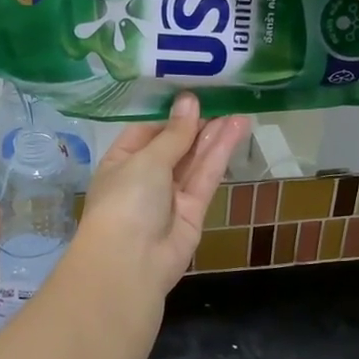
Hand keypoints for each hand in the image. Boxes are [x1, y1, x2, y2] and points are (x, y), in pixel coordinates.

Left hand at [76, 95, 248, 296]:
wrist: (130, 263)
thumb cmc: (126, 201)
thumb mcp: (147, 160)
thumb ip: (174, 134)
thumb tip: (188, 102)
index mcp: (120, 162)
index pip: (146, 132)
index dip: (170, 115)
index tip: (193, 94)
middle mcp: (144, 178)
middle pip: (174, 146)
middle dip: (196, 125)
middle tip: (223, 98)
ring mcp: (169, 197)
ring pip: (194, 161)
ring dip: (214, 136)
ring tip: (238, 110)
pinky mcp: (193, 211)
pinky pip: (206, 177)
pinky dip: (220, 155)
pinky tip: (236, 130)